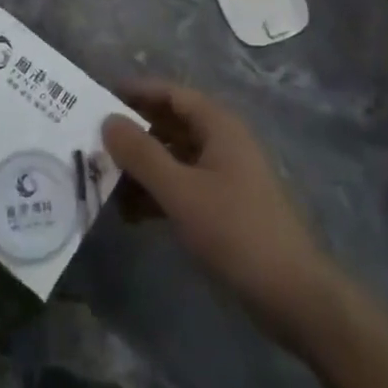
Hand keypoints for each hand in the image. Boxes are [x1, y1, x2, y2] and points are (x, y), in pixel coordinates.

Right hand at [102, 80, 341, 343]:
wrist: (293, 295)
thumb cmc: (236, 231)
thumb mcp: (182, 192)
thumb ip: (142, 155)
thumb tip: (107, 120)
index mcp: (217, 124)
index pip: (170, 93)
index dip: (136, 92)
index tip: (98, 99)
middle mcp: (221, 140)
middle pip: (170, 124)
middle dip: (134, 134)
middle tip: (93, 144)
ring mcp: (224, 174)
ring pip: (174, 158)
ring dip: (142, 168)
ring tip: (103, 182)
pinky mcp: (224, 206)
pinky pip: (182, 186)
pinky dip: (157, 194)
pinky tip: (129, 214)